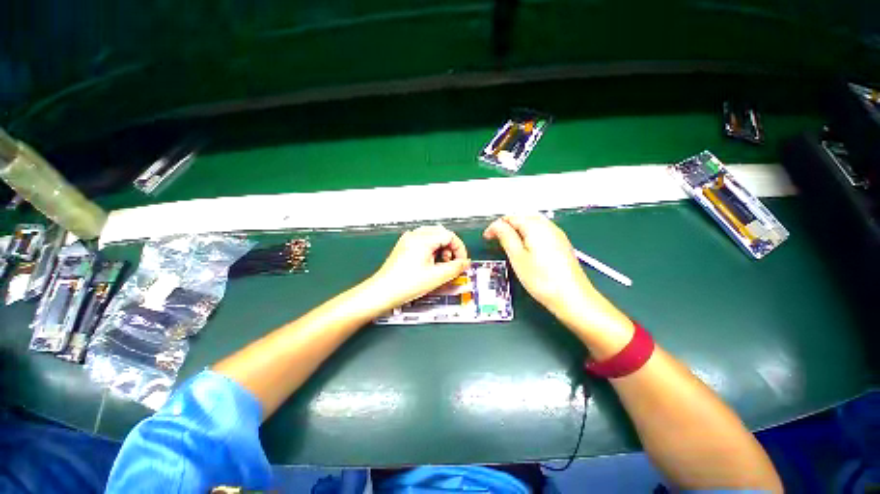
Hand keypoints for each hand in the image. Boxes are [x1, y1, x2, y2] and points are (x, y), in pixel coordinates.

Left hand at [368, 225, 470, 309]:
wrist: (382, 292)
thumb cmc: (406, 284)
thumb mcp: (436, 277)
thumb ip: (455, 268)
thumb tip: (465, 263)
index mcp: (423, 239)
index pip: (449, 235)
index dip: (459, 249)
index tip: (461, 262)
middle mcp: (414, 235)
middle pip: (441, 233)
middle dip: (450, 248)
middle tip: (451, 263)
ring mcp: (408, 239)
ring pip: (432, 236)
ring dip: (441, 248)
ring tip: (440, 264)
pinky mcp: (404, 246)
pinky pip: (423, 241)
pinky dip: (432, 249)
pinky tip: (430, 263)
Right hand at [484, 215, 598, 316]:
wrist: (573, 298)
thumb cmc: (541, 279)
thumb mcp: (517, 257)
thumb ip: (505, 237)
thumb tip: (496, 225)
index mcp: (535, 226)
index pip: (510, 218)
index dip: (496, 226)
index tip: (486, 238)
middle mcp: (548, 226)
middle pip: (523, 217)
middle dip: (507, 225)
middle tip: (496, 239)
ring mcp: (557, 234)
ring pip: (533, 224)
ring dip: (518, 230)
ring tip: (508, 243)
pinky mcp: (562, 244)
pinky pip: (542, 232)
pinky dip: (529, 235)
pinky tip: (527, 248)